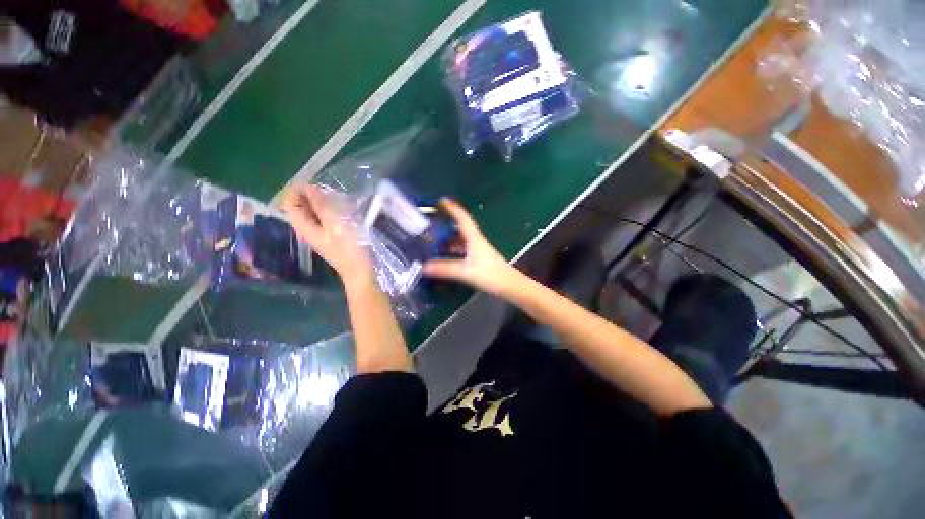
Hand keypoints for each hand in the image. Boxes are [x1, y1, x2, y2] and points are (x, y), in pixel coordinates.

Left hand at [282, 184, 373, 288]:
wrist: (361, 273)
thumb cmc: (350, 249)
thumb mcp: (336, 225)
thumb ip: (322, 207)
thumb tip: (309, 188)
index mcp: (305, 227)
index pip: (290, 204)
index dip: (296, 190)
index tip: (313, 181)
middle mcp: (308, 230)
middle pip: (300, 208)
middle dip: (308, 195)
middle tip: (326, 187)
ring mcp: (320, 235)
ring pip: (313, 213)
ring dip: (320, 202)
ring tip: (334, 194)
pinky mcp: (331, 237)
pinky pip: (324, 219)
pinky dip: (328, 210)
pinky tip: (340, 208)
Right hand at [422, 198, 517, 294]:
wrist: (510, 286)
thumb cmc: (490, 275)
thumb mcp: (466, 271)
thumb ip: (445, 269)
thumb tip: (424, 267)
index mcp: (474, 238)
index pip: (463, 218)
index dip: (453, 208)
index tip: (442, 200)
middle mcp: (476, 241)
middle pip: (461, 227)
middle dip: (448, 222)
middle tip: (432, 222)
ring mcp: (478, 250)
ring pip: (461, 240)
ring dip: (450, 238)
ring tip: (434, 239)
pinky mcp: (479, 259)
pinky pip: (463, 250)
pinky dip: (454, 250)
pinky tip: (446, 256)